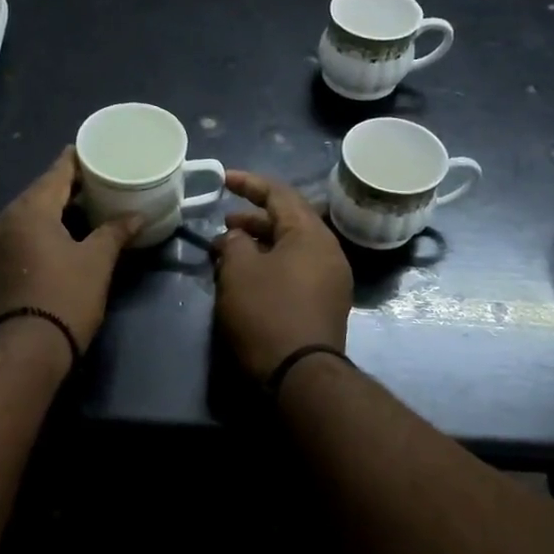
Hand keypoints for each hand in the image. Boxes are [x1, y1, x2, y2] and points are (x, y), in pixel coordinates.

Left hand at [0, 148, 141, 354]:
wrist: (23, 352)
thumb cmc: (65, 299)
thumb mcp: (96, 263)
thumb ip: (114, 232)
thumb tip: (136, 216)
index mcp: (29, 210)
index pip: (55, 173)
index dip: (75, 161)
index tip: (91, 153)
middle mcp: (1, 220)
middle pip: (36, 195)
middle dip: (63, 191)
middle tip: (92, 188)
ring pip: (22, 219)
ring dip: (47, 215)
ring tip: (75, 217)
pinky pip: (11, 241)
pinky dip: (31, 237)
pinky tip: (50, 246)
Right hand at [212, 170, 353, 380]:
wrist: (300, 375)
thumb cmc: (267, 313)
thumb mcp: (239, 270)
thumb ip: (235, 243)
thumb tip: (238, 238)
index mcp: (310, 234)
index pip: (279, 194)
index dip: (249, 183)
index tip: (223, 178)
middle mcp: (328, 251)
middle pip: (288, 221)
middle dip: (252, 219)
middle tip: (223, 225)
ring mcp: (330, 279)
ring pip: (291, 248)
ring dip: (259, 245)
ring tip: (228, 254)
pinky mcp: (325, 304)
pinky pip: (296, 270)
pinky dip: (270, 265)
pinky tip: (247, 278)